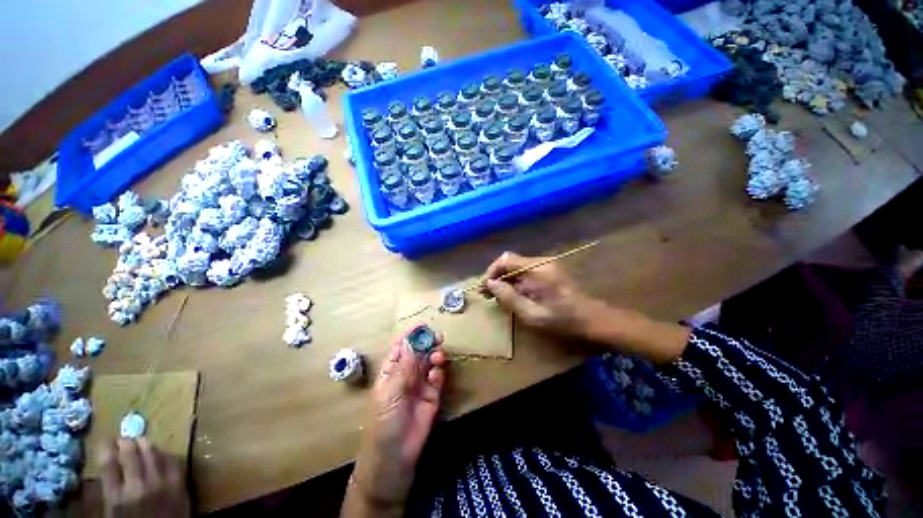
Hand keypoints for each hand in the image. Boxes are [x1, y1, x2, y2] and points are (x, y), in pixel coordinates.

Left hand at [100, 439, 189, 517]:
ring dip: (124, 445)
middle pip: (148, 447)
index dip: (161, 455)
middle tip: (137, 451)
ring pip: (127, 447)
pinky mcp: (113, 490)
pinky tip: (109, 451)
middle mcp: (156, 486)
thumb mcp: (180, 516)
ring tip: (121, 449)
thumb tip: (167, 466)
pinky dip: (107, 450)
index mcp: (177, 495)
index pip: (171, 460)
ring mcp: (132, 487)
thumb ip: (176, 494)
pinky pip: (107, 460)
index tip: (156, 457)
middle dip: (141, 446)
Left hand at [347, 326, 446, 513]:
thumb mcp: (392, 390)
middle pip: (416, 356)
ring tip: (439, 356)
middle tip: (438, 337)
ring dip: (433, 358)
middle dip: (425, 345)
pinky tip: (439, 371)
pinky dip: (439, 374)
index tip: (423, 326)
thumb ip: (405, 366)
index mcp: (388, 373)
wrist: (396, 450)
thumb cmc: (385, 418)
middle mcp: (404, 378)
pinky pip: (437, 382)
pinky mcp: (432, 401)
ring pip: (428, 367)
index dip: (409, 337)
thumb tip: (414, 341)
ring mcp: (418, 389)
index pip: (399, 350)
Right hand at [483, 251, 601, 338]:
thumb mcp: (532, 314)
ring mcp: (549, 267)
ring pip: (519, 268)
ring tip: (500, 300)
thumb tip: (490, 285)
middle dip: (498, 277)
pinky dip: (518, 284)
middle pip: (512, 262)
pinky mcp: (553, 275)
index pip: (505, 259)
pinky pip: (529, 274)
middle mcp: (542, 263)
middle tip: (488, 296)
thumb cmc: (563, 320)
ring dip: (507, 281)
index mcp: (538, 269)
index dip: (491, 272)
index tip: (484, 289)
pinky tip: (516, 299)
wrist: (593, 320)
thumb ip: (509, 298)